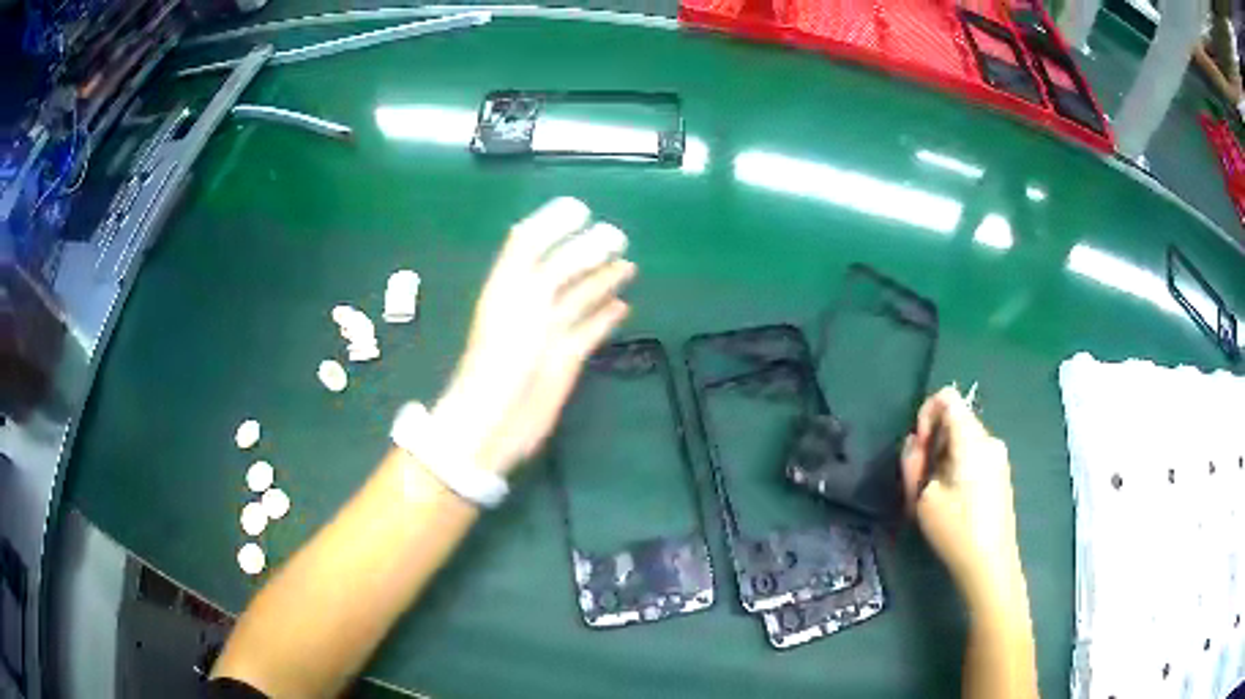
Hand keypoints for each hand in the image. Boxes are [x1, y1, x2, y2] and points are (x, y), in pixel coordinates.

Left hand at [431, 197, 634, 474]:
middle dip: (587, 250)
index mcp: (511, 284)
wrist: (496, 420)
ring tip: (627, 265)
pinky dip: (605, 318)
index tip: (582, 209)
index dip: (552, 223)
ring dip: (602, 280)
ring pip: (579, 298)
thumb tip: (590, 237)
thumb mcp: (526, 299)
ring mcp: (548, 333)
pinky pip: (589, 331)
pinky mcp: (564, 360)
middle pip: (561, 269)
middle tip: (619, 237)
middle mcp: (530, 303)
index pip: (529, 242)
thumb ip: (558, 267)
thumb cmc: (504, 355)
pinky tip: (622, 306)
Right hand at [900, 387, 1023, 605]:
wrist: (991, 565)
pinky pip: (973, 454)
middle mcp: (989, 440)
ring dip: (942, 455)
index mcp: (972, 440)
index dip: (926, 413)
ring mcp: (998, 457)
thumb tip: (916, 443)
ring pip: (963, 439)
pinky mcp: (1000, 473)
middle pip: (955, 419)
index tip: (919, 447)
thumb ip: (914, 463)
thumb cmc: (956, 530)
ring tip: (932, 494)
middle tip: (920, 478)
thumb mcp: (923, 498)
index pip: (948, 398)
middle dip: (932, 440)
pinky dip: (956, 465)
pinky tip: (951, 498)